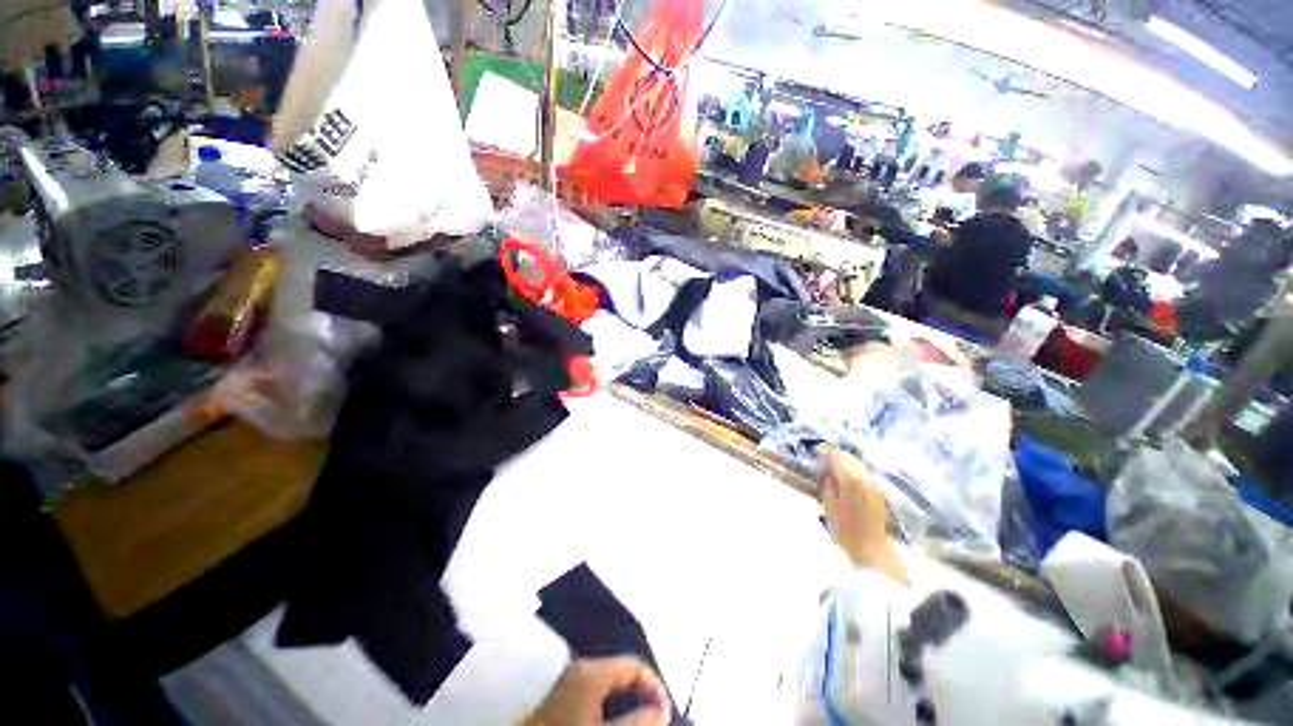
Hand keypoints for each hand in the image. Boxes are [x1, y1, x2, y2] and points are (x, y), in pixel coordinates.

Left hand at [523, 657, 669, 725]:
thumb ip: (638, 721)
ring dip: (627, 702)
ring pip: (611, 683)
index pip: (635, 665)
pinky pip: (598, 691)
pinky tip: (614, 720)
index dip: (655, 687)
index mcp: (592, 669)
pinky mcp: (564, 694)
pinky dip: (612, 705)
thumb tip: (660, 709)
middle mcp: (582, 665)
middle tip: (654, 719)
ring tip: (638, 722)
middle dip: (641, 695)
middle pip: (623, 672)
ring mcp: (571, 679)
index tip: (665, 713)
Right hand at [821, 448, 907, 582]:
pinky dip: (854, 471)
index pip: (836, 457)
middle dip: (836, 455)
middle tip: (824, 458)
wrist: (872, 551)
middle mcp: (866, 478)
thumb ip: (827, 484)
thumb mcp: (829, 506)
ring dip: (846, 462)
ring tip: (835, 467)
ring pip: (859, 465)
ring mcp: (875, 485)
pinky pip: (865, 474)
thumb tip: (825, 471)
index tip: (816, 452)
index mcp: (851, 480)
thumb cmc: (845, 531)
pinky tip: (848, 478)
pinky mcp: (880, 493)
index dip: (825, 452)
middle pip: (849, 458)